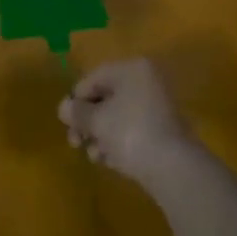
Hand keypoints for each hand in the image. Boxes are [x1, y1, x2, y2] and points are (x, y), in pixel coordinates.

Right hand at [58, 59, 194, 185]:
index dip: (75, 100)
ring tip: (95, 156)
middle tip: (75, 143)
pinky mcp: (162, 129)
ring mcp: (157, 105)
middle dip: (87, 122)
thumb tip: (63, 108)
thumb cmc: (130, 132)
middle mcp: (146, 81)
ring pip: (117, 117)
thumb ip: (76, 112)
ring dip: (100, 136)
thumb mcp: (96, 121)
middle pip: (105, 98)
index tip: (65, 123)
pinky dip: (117, 143)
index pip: (93, 78)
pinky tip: (109, 161)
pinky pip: (131, 130)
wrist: (172, 166)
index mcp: (132, 69)